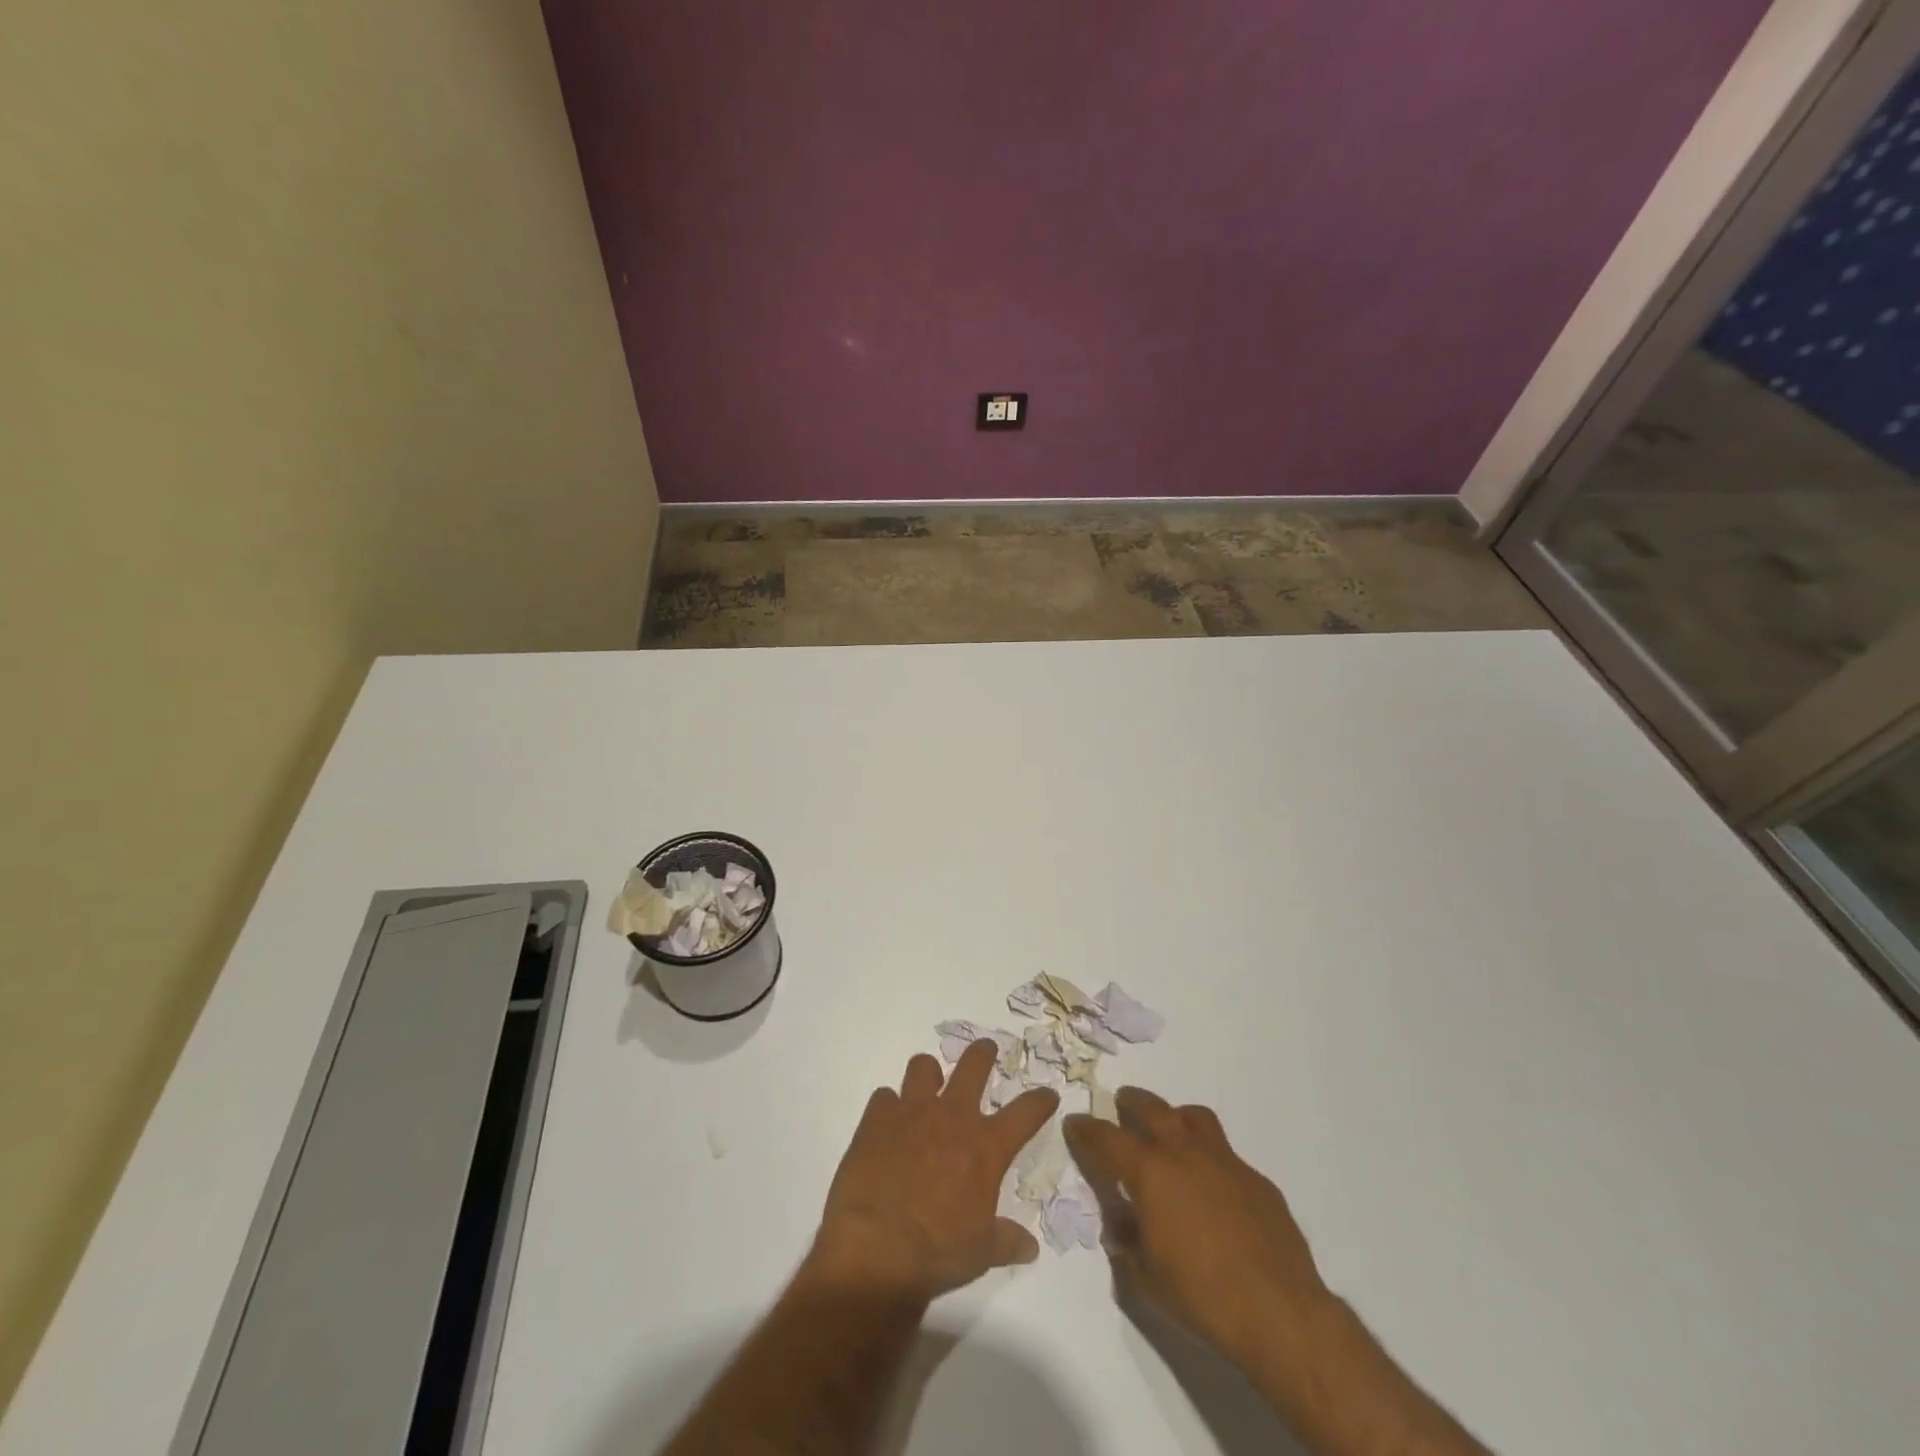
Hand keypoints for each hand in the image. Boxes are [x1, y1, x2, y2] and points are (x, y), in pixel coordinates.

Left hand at [810, 1040, 1058, 1301]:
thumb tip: (1029, 1247)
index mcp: (985, 1147)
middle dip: (983, 1053)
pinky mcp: (876, 1119)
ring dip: (928, 1074)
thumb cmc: (938, 1252)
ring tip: (927, 1084)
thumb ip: (1006, 1240)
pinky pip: (884, 1097)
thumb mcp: (981, 1252)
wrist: (876, 1248)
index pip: (1025, 1113)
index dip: (1039, 1101)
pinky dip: (888, 1107)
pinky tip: (886, 1123)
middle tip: (986, 1049)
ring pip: (923, 1066)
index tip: (1047, 1094)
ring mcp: (912, 1112)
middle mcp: (952, 1117)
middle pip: (974, 1066)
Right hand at [1064, 1088, 1329, 1370]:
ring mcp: (1226, 1162)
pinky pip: (1226, 1155)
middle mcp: (1185, 1153)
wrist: (1280, 1313)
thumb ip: (1127, 1242)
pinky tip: (1212, 1187)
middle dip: (1131, 1103)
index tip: (1075, 1123)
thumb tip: (1120, 1224)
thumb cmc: (1201, 1296)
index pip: (1108, 1138)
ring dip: (1175, 1117)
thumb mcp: (1146, 1278)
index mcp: (1151, 1172)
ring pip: (1194, 1117)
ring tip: (1169, 1129)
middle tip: (1121, 1103)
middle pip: (1152, 1109)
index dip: (1087, 1129)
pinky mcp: (1257, 1180)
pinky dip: (1210, 1159)